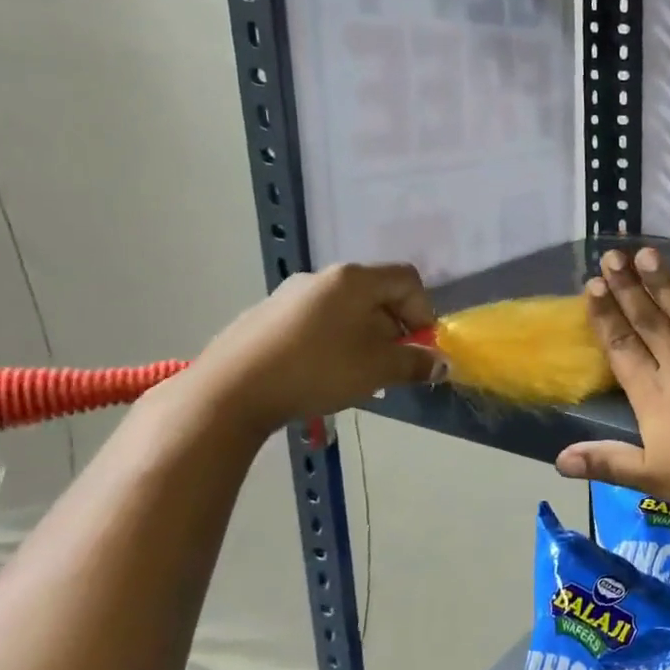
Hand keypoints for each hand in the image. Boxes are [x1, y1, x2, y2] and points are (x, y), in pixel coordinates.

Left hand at [184, 263, 439, 435]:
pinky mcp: (264, 318)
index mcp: (354, 280)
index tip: (420, 347)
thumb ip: (416, 363)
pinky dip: (332, 343)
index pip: (407, 279)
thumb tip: (440, 364)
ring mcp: (288, 296)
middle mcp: (322, 278)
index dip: (424, 311)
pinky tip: (321, 375)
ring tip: (357, 375)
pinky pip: (315, 323)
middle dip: (394, 329)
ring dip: (364, 338)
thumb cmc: (318, 370)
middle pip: (376, 295)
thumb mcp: (378, 369)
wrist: (230, 391)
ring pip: (345, 311)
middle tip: (392, 366)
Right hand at [554, 248, 669, 527]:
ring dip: (663, 280)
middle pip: (649, 319)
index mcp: (653, 394)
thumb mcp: (654, 479)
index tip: (593, 285)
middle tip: (612, 254)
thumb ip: (607, 462)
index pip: (622, 346)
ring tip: (646, 253)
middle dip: (628, 286)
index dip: (605, 315)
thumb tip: (559, 460)